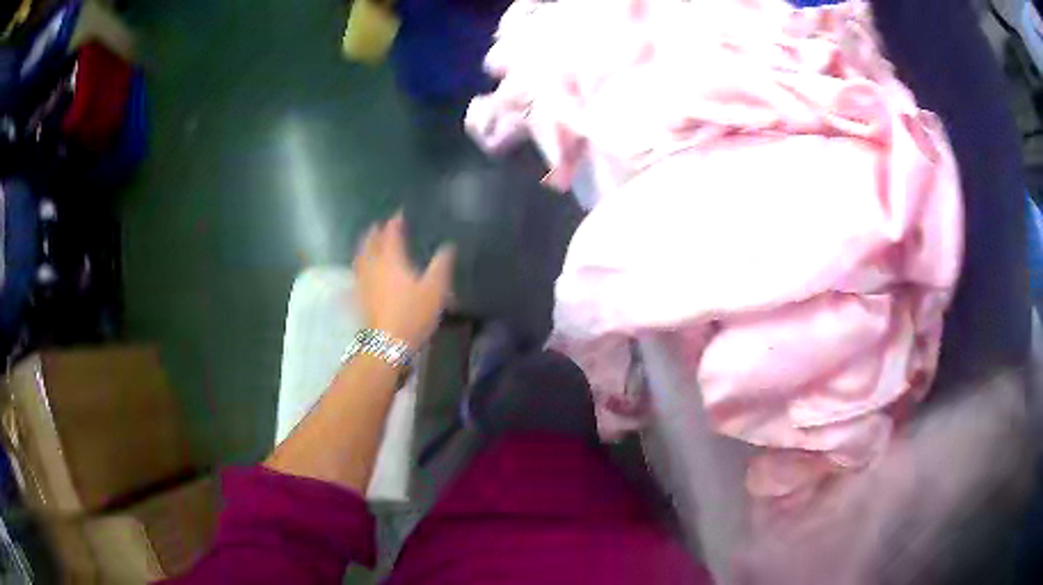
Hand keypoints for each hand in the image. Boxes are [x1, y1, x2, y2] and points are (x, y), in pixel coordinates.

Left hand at [353, 212, 454, 348]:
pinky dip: (356, 274)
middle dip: (374, 233)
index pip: (391, 234)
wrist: (388, 343)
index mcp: (391, 260)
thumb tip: (448, 246)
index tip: (398, 214)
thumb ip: (441, 265)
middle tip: (378, 226)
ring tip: (366, 245)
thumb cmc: (413, 313)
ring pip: (360, 260)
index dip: (394, 223)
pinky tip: (354, 279)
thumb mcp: (435, 288)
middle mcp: (373, 267)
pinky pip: (354, 281)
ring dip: (363, 249)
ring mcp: (363, 283)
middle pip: (370, 244)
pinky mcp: (359, 299)